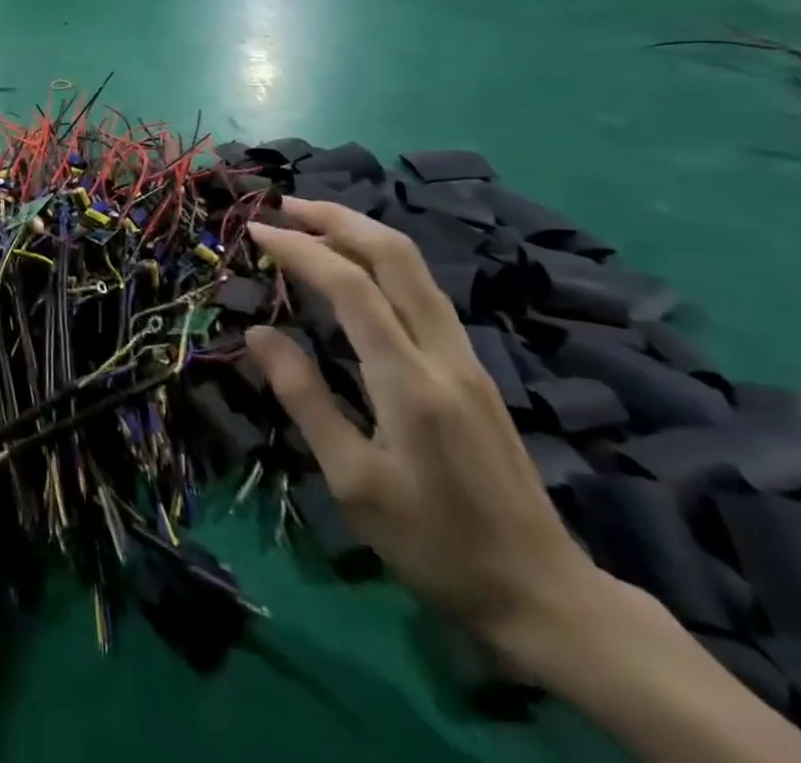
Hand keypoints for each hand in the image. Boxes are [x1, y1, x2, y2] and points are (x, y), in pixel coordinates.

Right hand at [246, 198, 601, 648]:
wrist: (545, 595)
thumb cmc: (435, 544)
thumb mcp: (352, 482)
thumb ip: (304, 398)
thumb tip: (260, 331)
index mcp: (409, 382)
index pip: (350, 286)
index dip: (299, 249)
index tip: (255, 230)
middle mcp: (443, 354)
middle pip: (396, 256)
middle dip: (338, 218)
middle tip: (285, 205)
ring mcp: (465, 358)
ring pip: (415, 268)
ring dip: (360, 233)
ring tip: (310, 224)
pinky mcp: (472, 369)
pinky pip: (423, 291)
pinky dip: (380, 261)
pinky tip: (353, 270)